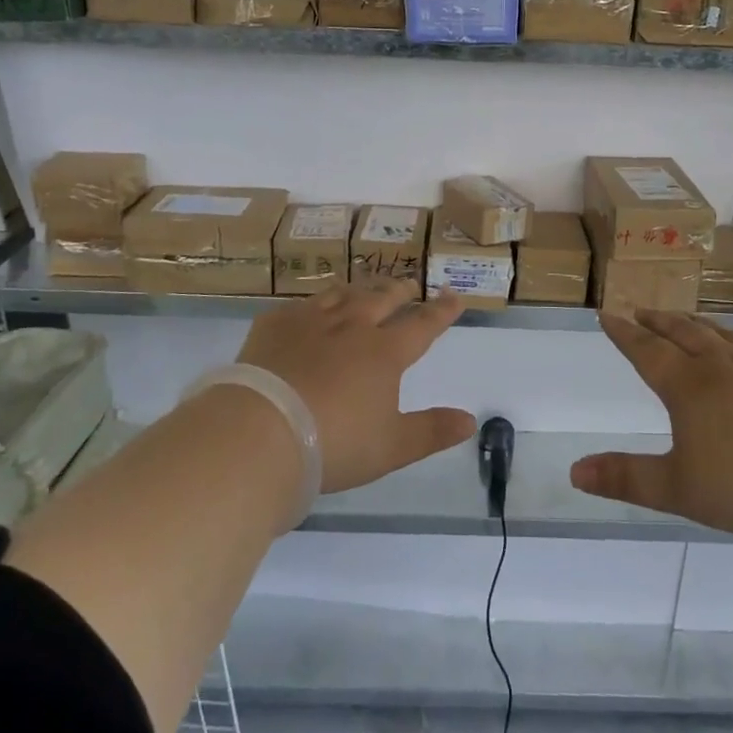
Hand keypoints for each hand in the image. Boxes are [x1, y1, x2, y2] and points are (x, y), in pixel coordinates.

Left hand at [233, 281, 474, 494]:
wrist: (261, 434)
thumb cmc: (335, 444)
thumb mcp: (392, 447)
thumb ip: (433, 431)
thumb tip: (471, 420)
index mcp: (385, 353)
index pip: (423, 325)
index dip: (442, 311)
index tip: (454, 297)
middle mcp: (352, 326)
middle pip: (382, 299)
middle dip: (400, 291)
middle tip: (409, 285)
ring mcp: (310, 321)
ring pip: (343, 294)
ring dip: (360, 289)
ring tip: (365, 289)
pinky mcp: (274, 325)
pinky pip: (300, 305)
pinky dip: (313, 304)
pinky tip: (309, 310)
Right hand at [571, 310, 732, 545]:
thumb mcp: (679, 490)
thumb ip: (627, 478)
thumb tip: (574, 471)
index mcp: (691, 387)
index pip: (648, 352)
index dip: (625, 334)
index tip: (608, 314)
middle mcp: (725, 368)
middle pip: (685, 334)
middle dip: (659, 322)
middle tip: (643, 310)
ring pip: (725, 337)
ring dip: (699, 325)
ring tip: (687, 319)